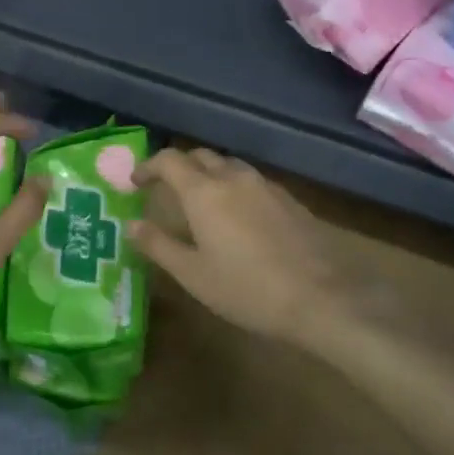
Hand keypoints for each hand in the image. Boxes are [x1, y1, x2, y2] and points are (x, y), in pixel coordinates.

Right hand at [130, 148, 372, 346]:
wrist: (322, 298)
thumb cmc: (247, 289)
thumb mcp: (193, 275)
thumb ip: (159, 245)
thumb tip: (131, 224)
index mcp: (204, 192)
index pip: (169, 160)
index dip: (149, 167)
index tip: (136, 182)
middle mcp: (234, 178)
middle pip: (200, 157)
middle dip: (179, 167)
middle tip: (166, 190)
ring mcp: (265, 186)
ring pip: (229, 166)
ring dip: (209, 175)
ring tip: (201, 203)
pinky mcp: (289, 199)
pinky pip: (251, 182)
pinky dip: (234, 188)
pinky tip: (238, 217)